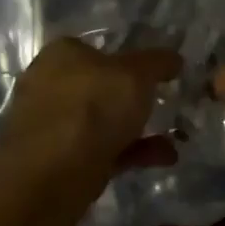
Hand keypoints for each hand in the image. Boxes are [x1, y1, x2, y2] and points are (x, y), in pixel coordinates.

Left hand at [0, 38, 180, 174]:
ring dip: (138, 130)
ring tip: (175, 138)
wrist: (51, 176)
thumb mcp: (136, 75)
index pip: (98, 49)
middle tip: (166, 106)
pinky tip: (163, 159)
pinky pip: (102, 150)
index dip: (130, 60)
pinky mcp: (58, 161)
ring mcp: (52, 126)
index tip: (158, 75)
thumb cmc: (92, 108)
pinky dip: (131, 153)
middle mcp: (50, 85)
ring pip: (102, 122)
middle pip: (100, 88)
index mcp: (61, 54)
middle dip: (134, 100)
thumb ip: (157, 63)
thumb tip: (173, 58)